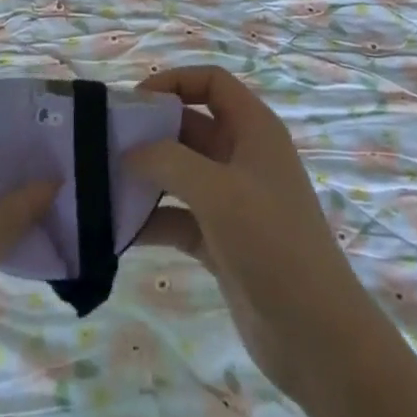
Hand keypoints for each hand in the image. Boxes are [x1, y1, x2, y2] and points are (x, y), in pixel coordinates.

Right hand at [126, 66, 385, 404]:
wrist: (315, 334)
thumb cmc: (272, 243)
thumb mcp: (218, 191)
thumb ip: (169, 161)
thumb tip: (130, 152)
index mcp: (253, 129)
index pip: (211, 82)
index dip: (174, 82)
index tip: (134, 101)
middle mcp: (242, 156)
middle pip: (189, 125)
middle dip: (150, 131)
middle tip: (104, 143)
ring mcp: (232, 200)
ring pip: (180, 172)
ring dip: (146, 176)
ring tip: (101, 183)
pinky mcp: (220, 240)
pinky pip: (177, 217)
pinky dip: (152, 219)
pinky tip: (118, 230)